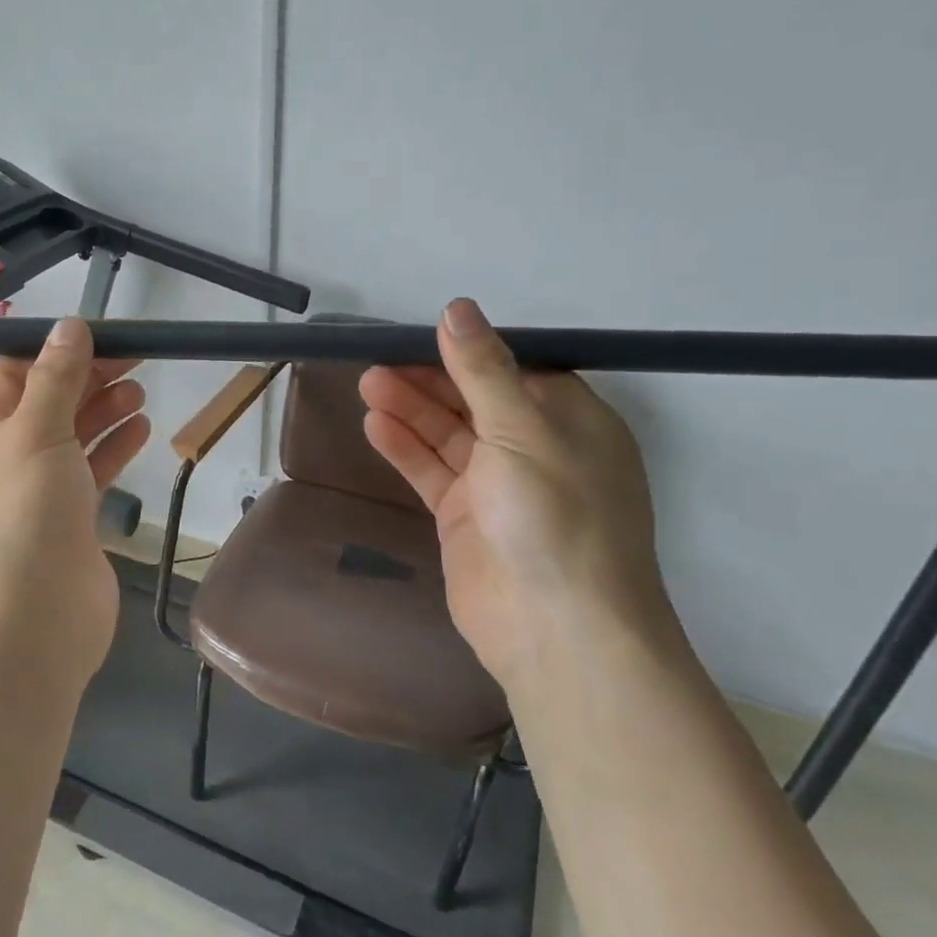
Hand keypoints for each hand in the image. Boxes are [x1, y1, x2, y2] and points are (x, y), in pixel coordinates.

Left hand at [0, 319, 150, 687]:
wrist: (29, 624)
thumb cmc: (23, 515)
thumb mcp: (36, 432)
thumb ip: (55, 377)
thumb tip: (68, 326)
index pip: (14, 372)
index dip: (56, 350)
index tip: (102, 334)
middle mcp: (2, 457)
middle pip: (48, 401)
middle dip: (88, 378)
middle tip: (135, 358)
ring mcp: (35, 491)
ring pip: (72, 436)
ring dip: (104, 410)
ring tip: (140, 392)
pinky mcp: (67, 520)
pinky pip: (89, 471)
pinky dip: (113, 448)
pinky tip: (141, 430)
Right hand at [360, 298, 674, 687]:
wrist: (557, 629)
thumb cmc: (555, 516)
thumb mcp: (523, 429)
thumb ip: (483, 370)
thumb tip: (457, 308)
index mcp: (568, 419)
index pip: (513, 368)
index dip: (467, 350)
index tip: (419, 333)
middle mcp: (535, 448)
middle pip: (474, 399)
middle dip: (429, 378)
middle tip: (377, 360)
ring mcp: (498, 486)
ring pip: (448, 434)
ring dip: (411, 408)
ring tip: (367, 384)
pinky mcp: (465, 517)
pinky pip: (432, 471)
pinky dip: (405, 448)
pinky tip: (375, 425)